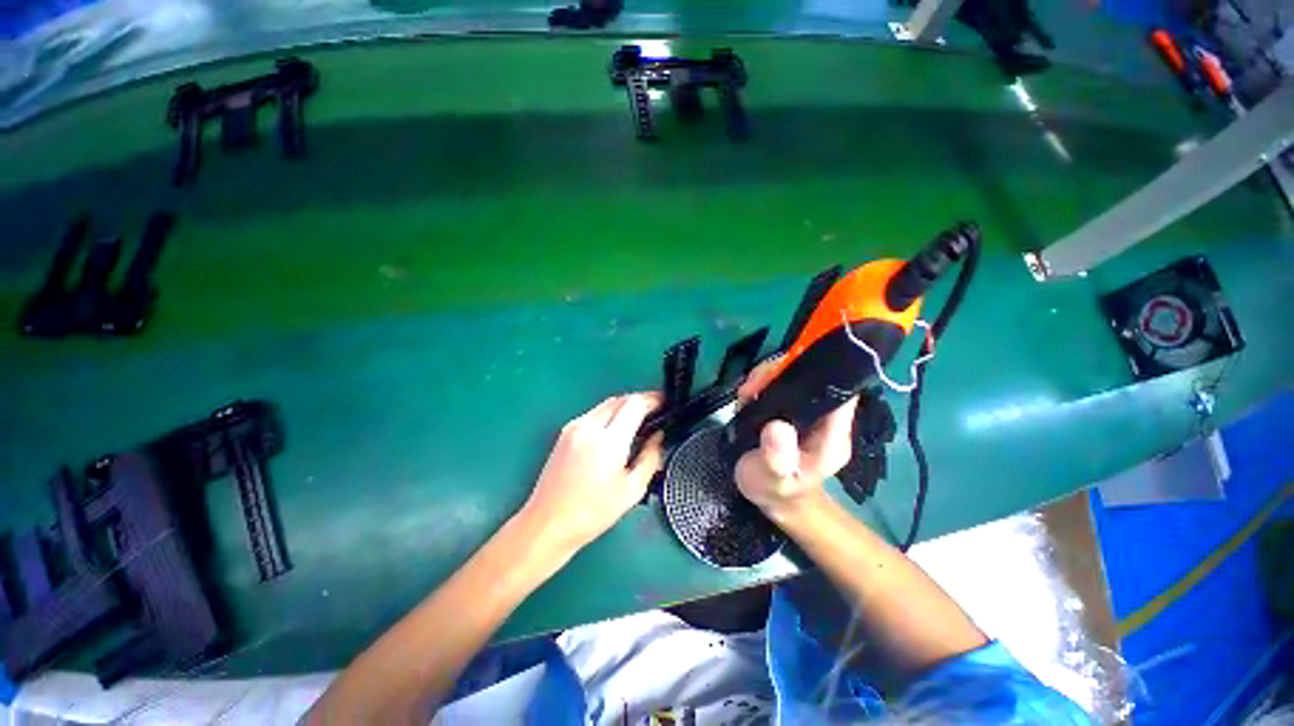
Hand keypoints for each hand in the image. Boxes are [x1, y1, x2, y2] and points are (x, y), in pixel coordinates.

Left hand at [520, 393, 664, 555]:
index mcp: (608, 441)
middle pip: (620, 399)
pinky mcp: (565, 432)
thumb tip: (659, 437)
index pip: (634, 404)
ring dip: (625, 406)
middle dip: (640, 401)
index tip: (665, 402)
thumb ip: (650, 458)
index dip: (653, 399)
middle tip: (656, 411)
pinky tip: (616, 429)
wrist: (548, 523)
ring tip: (639, 419)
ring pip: (606, 404)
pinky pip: (594, 413)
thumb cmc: (592, 512)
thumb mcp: (632, 490)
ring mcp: (574, 427)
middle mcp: (589, 426)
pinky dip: (610, 414)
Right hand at [733, 359, 857, 518]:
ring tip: (746, 393)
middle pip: (811, 377)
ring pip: (791, 376)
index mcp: (832, 434)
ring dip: (767, 377)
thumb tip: (777, 426)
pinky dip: (760, 383)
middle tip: (752, 387)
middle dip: (781, 372)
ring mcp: (803, 410)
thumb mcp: (774, 480)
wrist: (767, 495)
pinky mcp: (786, 407)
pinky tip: (746, 396)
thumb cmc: (775, 491)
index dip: (820, 373)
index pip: (841, 392)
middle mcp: (821, 417)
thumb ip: (777, 458)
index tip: (786, 372)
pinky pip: (776, 384)